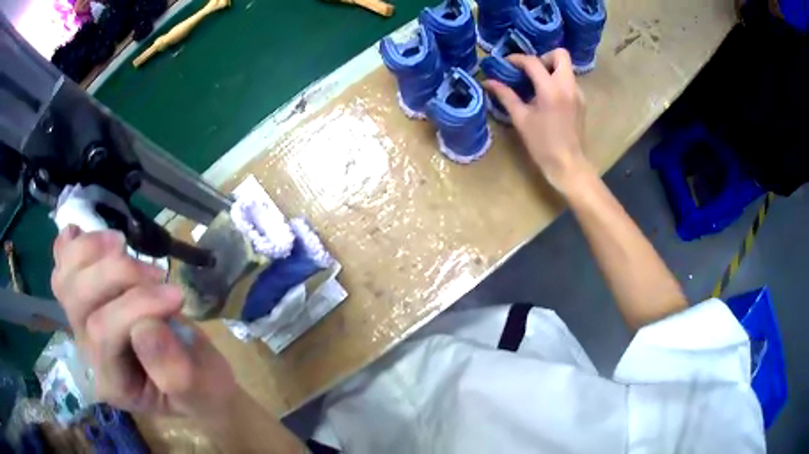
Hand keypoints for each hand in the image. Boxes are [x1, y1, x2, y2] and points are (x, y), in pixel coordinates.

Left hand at [51, 226, 237, 419]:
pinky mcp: (85, 306)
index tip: (177, 295)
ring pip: (65, 279)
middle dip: (117, 274)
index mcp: (114, 383)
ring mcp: (82, 328)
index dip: (136, 305)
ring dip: (91, 250)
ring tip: (123, 244)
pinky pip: (62, 269)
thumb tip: (145, 325)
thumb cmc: (199, 389)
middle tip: (158, 273)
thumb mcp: (201, 390)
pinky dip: (68, 246)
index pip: (104, 333)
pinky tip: (80, 233)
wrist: (191, 381)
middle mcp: (89, 355)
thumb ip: (175, 370)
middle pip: (78, 300)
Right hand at [484, 49, 591, 191]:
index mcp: (551, 90)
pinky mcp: (582, 102)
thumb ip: (505, 96)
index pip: (533, 62)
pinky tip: (548, 98)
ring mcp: (578, 93)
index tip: (506, 63)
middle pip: (560, 54)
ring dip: (551, 70)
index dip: (517, 59)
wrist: (568, 164)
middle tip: (531, 71)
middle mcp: (568, 86)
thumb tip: (488, 82)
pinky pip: (570, 82)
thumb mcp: (521, 119)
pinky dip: (558, 82)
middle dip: (544, 57)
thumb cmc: (542, 144)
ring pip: (566, 68)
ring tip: (537, 85)